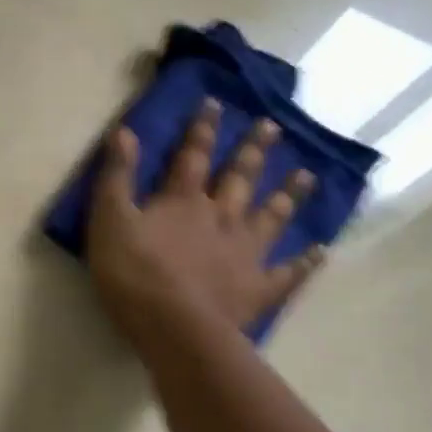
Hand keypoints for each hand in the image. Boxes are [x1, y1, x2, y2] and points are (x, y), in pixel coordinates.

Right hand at [87, 97, 321, 347]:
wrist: (173, 328)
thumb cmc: (134, 273)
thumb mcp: (110, 220)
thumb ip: (117, 177)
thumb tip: (125, 131)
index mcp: (183, 202)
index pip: (193, 156)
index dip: (202, 129)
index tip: (216, 103)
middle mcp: (221, 218)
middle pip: (240, 178)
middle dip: (253, 151)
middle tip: (272, 127)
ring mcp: (245, 253)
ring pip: (271, 217)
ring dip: (288, 195)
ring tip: (307, 176)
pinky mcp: (258, 288)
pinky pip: (288, 272)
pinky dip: (306, 262)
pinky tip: (322, 251)